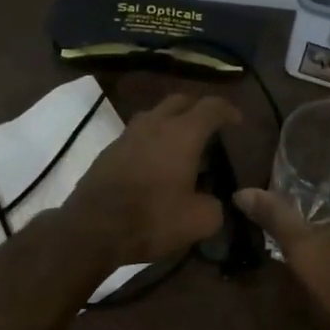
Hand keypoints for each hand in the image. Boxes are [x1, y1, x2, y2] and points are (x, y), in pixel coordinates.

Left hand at [65, 93, 242, 266]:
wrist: (92, 228)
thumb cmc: (152, 218)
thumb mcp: (199, 221)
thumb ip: (214, 206)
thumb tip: (213, 201)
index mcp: (183, 134)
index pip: (211, 107)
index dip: (228, 111)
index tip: (237, 121)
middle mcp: (155, 124)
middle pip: (180, 101)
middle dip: (198, 108)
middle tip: (210, 126)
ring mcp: (128, 134)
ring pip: (155, 114)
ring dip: (172, 122)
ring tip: (182, 143)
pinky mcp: (109, 150)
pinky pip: (138, 134)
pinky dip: (152, 139)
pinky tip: (155, 162)